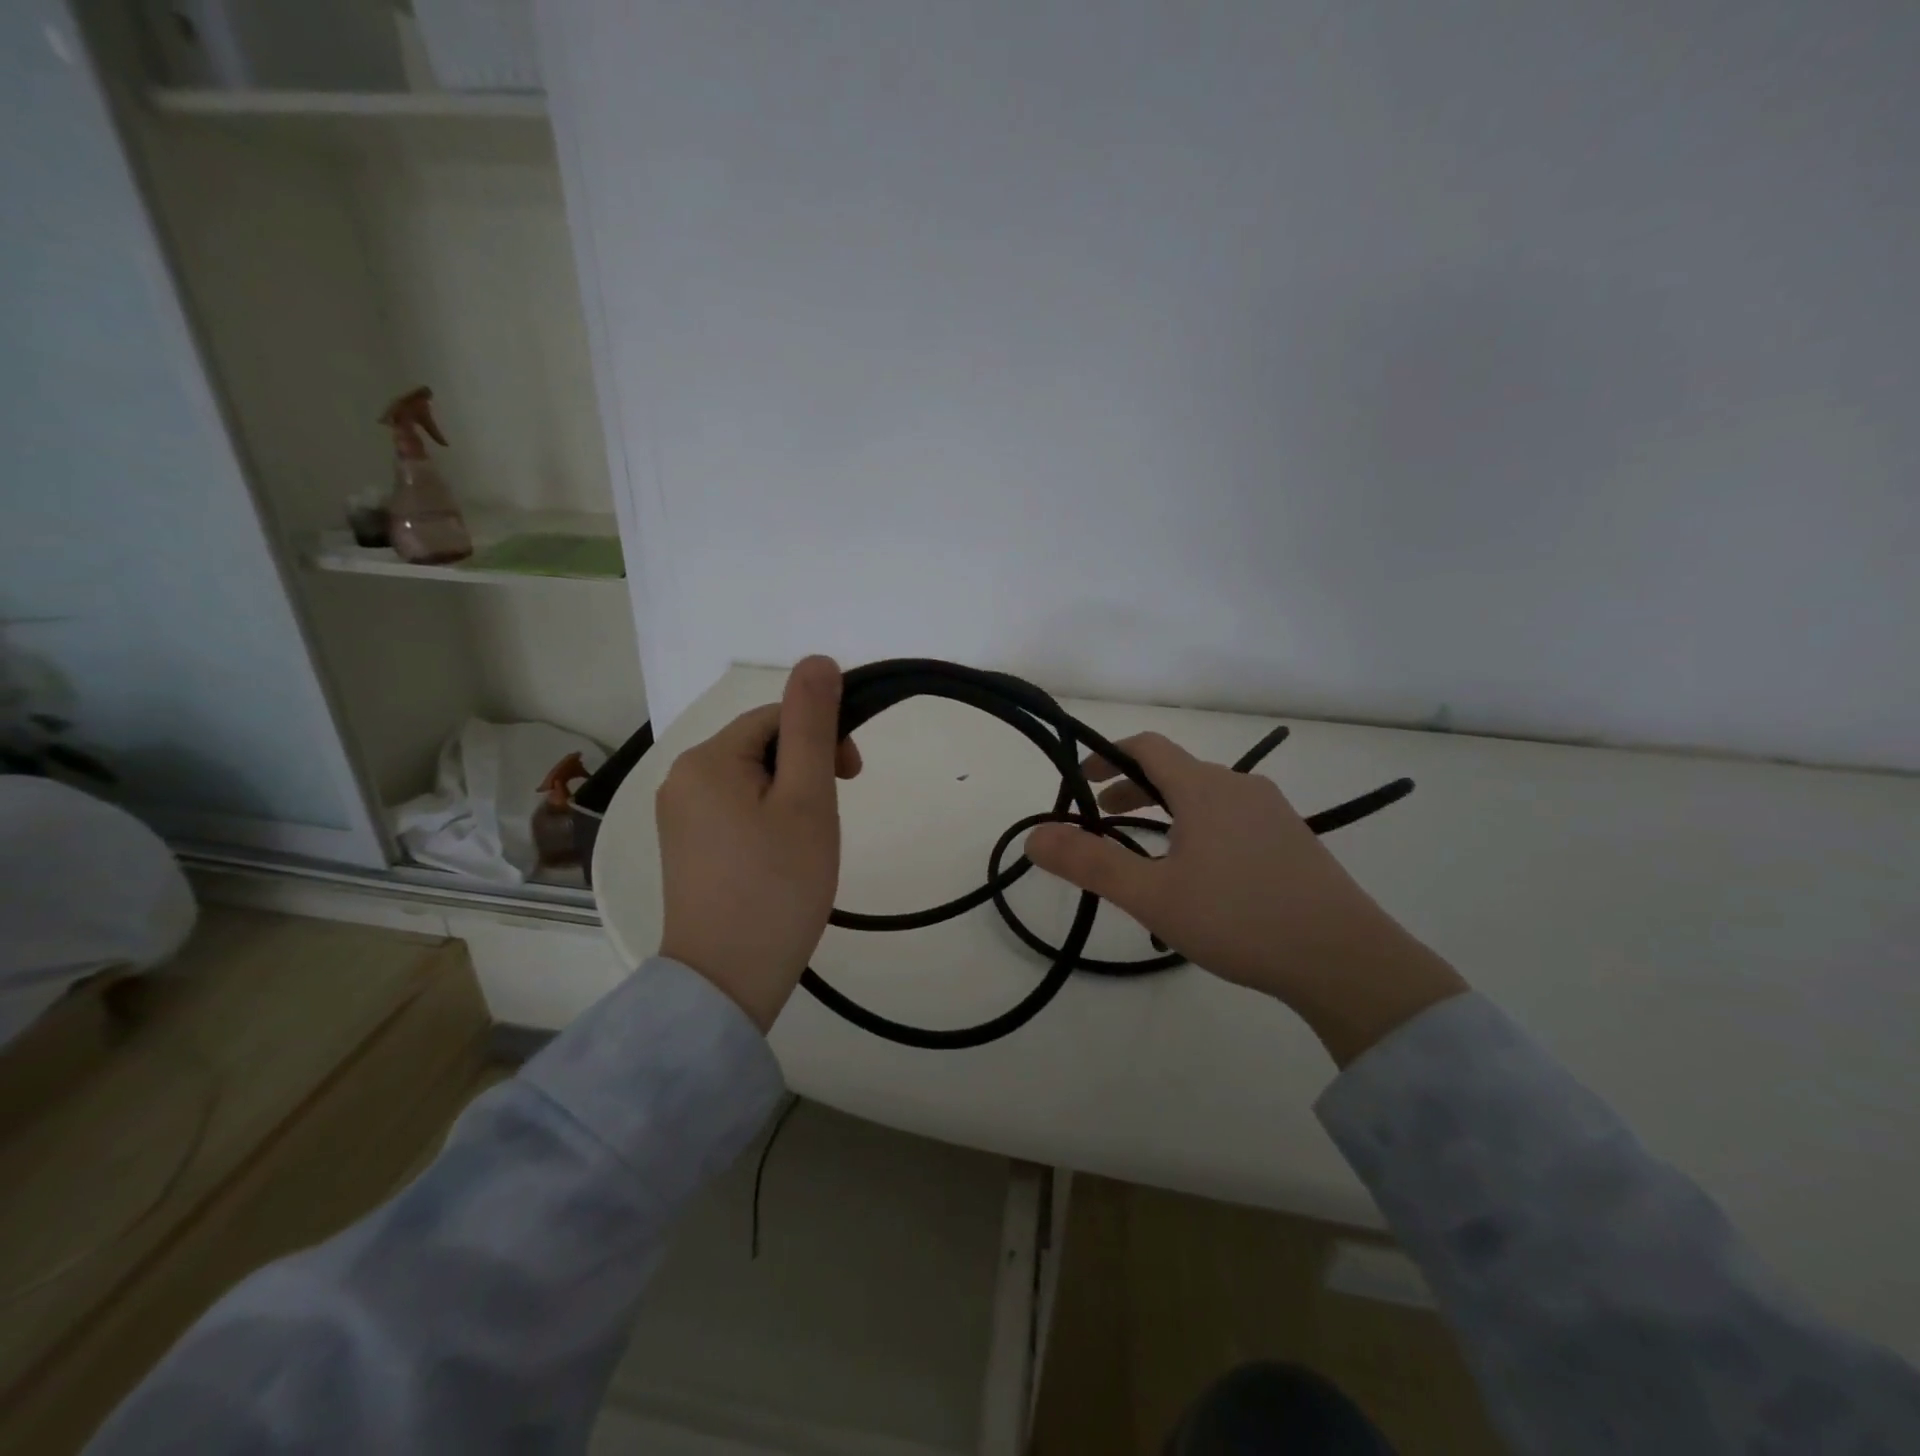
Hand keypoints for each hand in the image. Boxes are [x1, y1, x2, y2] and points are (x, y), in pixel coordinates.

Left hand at [655, 656, 861, 1030]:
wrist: (727, 981)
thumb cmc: (778, 885)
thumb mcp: (807, 798)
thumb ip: (813, 725)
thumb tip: (818, 660)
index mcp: (707, 759)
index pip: (776, 718)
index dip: (822, 738)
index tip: (853, 779)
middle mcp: (681, 778)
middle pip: (761, 746)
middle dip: (805, 769)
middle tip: (829, 818)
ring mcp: (677, 816)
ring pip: (751, 779)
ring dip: (789, 795)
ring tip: (807, 843)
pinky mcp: (684, 847)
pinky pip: (733, 809)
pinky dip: (766, 820)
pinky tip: (779, 856)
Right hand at [1025, 732, 1466, 1065]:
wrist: (1345, 960)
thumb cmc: (1239, 919)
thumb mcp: (1153, 896)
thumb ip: (1091, 863)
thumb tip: (1034, 836)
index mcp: (1205, 788)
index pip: (1147, 747)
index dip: (1107, 756)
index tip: (1079, 781)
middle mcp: (1240, 787)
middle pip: (1174, 771)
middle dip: (1131, 790)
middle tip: (1101, 821)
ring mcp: (1273, 813)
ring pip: (1204, 796)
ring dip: (1165, 811)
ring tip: (1145, 854)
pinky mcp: (1294, 840)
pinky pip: (1232, 818)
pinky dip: (1198, 827)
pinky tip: (1200, 875)